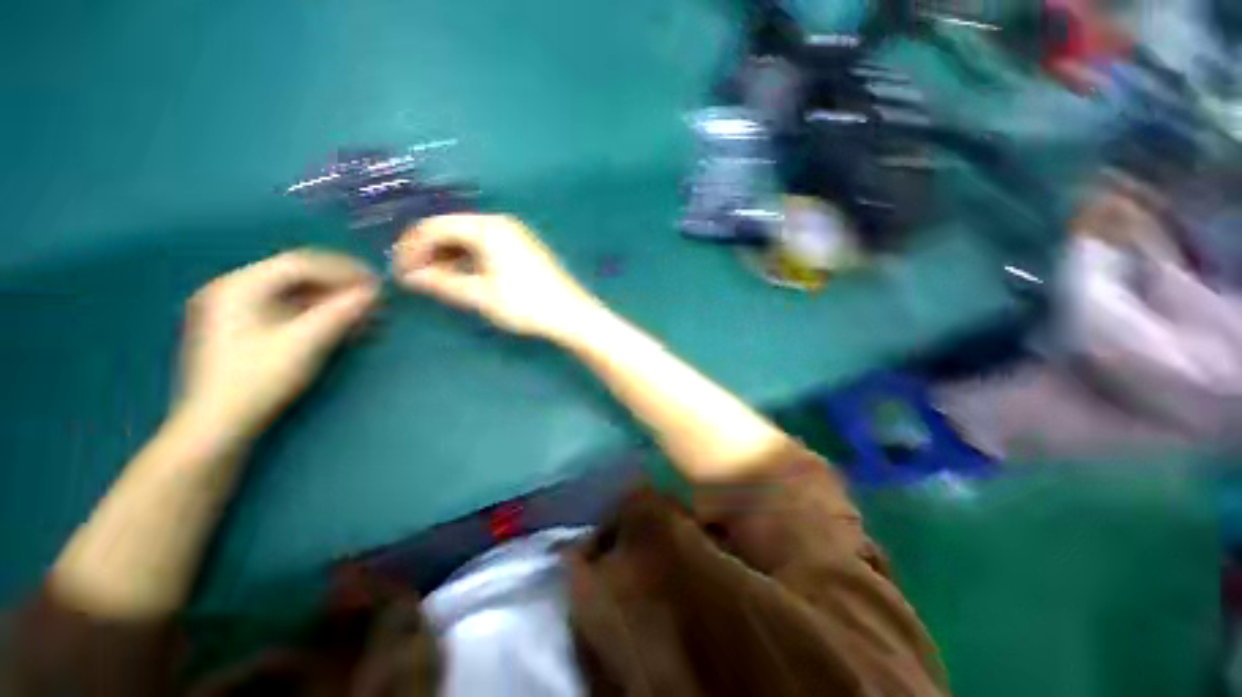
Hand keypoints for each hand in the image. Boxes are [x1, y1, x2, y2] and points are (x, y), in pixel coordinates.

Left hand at [179, 250, 378, 438]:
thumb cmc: (257, 380)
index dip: (343, 270)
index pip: (300, 263)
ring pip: (292, 296)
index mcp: (239, 286)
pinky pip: (284, 312)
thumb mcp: (304, 343)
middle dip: (338, 288)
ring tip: (363, 317)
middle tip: (372, 302)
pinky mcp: (240, 330)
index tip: (376, 283)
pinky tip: (339, 327)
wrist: (215, 427)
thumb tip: (375, 292)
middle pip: (296, 278)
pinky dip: (315, 316)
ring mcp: (233, 310)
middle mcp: (232, 290)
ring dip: (331, 303)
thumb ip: (341, 312)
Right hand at [392, 214, 599, 339]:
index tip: (399, 271)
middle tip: (415, 278)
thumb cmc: (526, 305)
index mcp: (488, 228)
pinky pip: (486, 245)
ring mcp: (515, 234)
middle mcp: (500, 223)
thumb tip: (411, 277)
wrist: (572, 314)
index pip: (435, 226)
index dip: (411, 248)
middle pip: (452, 229)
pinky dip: (469, 259)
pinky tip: (462, 277)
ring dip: (448, 256)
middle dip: (429, 251)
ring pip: (469, 237)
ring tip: (436, 281)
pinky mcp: (523, 247)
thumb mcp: (481, 295)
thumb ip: (443, 283)